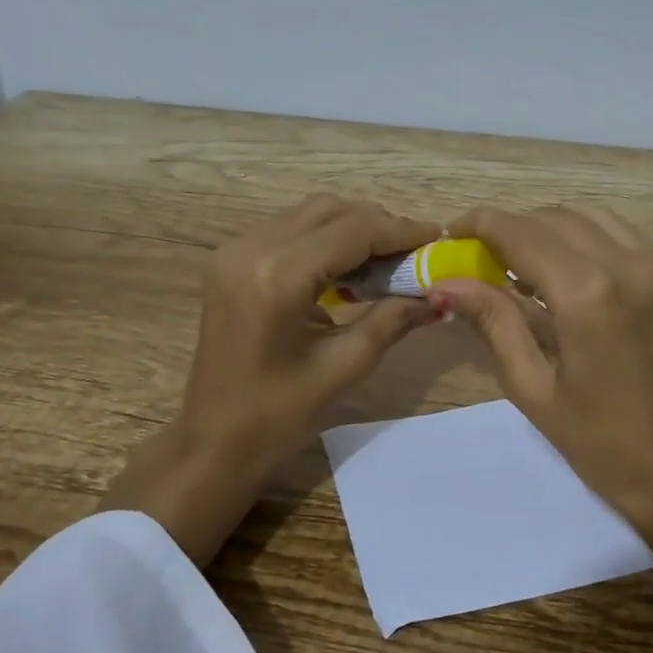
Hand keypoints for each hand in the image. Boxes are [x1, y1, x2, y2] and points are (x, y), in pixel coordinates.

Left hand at [104, 195, 440, 564]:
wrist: (213, 442)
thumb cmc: (278, 416)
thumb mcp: (344, 367)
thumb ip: (392, 320)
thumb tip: (439, 296)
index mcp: (278, 277)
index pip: (351, 231)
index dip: (399, 230)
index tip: (436, 236)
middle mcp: (250, 249)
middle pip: (328, 210)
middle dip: (376, 224)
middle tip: (414, 252)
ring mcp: (234, 252)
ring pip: (308, 215)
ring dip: (350, 227)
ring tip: (387, 259)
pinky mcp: (229, 262)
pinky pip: (288, 231)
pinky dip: (323, 239)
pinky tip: (349, 267)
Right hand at [433, 206, 652, 594]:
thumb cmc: (597, 441)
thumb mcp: (531, 386)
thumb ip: (492, 321)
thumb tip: (445, 283)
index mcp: (588, 294)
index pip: (521, 232)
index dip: (480, 224)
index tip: (451, 232)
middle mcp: (628, 264)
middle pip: (553, 217)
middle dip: (511, 228)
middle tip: (481, 259)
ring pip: (589, 217)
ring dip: (548, 229)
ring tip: (522, 266)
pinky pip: (619, 236)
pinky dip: (583, 240)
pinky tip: (566, 276)